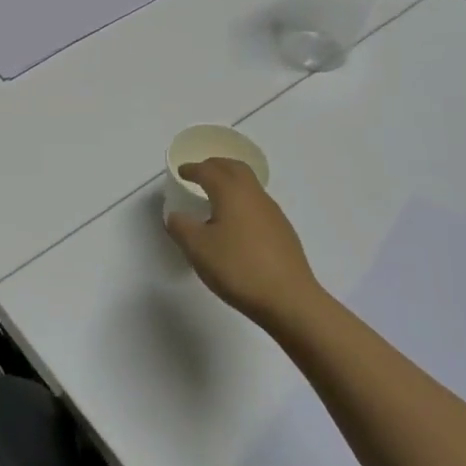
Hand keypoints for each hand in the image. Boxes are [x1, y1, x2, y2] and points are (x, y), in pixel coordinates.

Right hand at [165, 158, 319, 330]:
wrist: (289, 300)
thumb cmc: (238, 268)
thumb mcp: (198, 249)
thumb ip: (181, 227)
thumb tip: (176, 216)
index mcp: (231, 192)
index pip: (208, 171)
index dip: (192, 169)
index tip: (181, 171)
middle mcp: (254, 195)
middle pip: (234, 168)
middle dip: (215, 165)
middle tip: (200, 172)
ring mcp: (272, 212)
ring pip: (249, 185)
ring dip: (231, 182)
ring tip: (216, 196)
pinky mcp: (283, 231)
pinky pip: (257, 203)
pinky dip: (242, 201)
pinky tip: (236, 222)